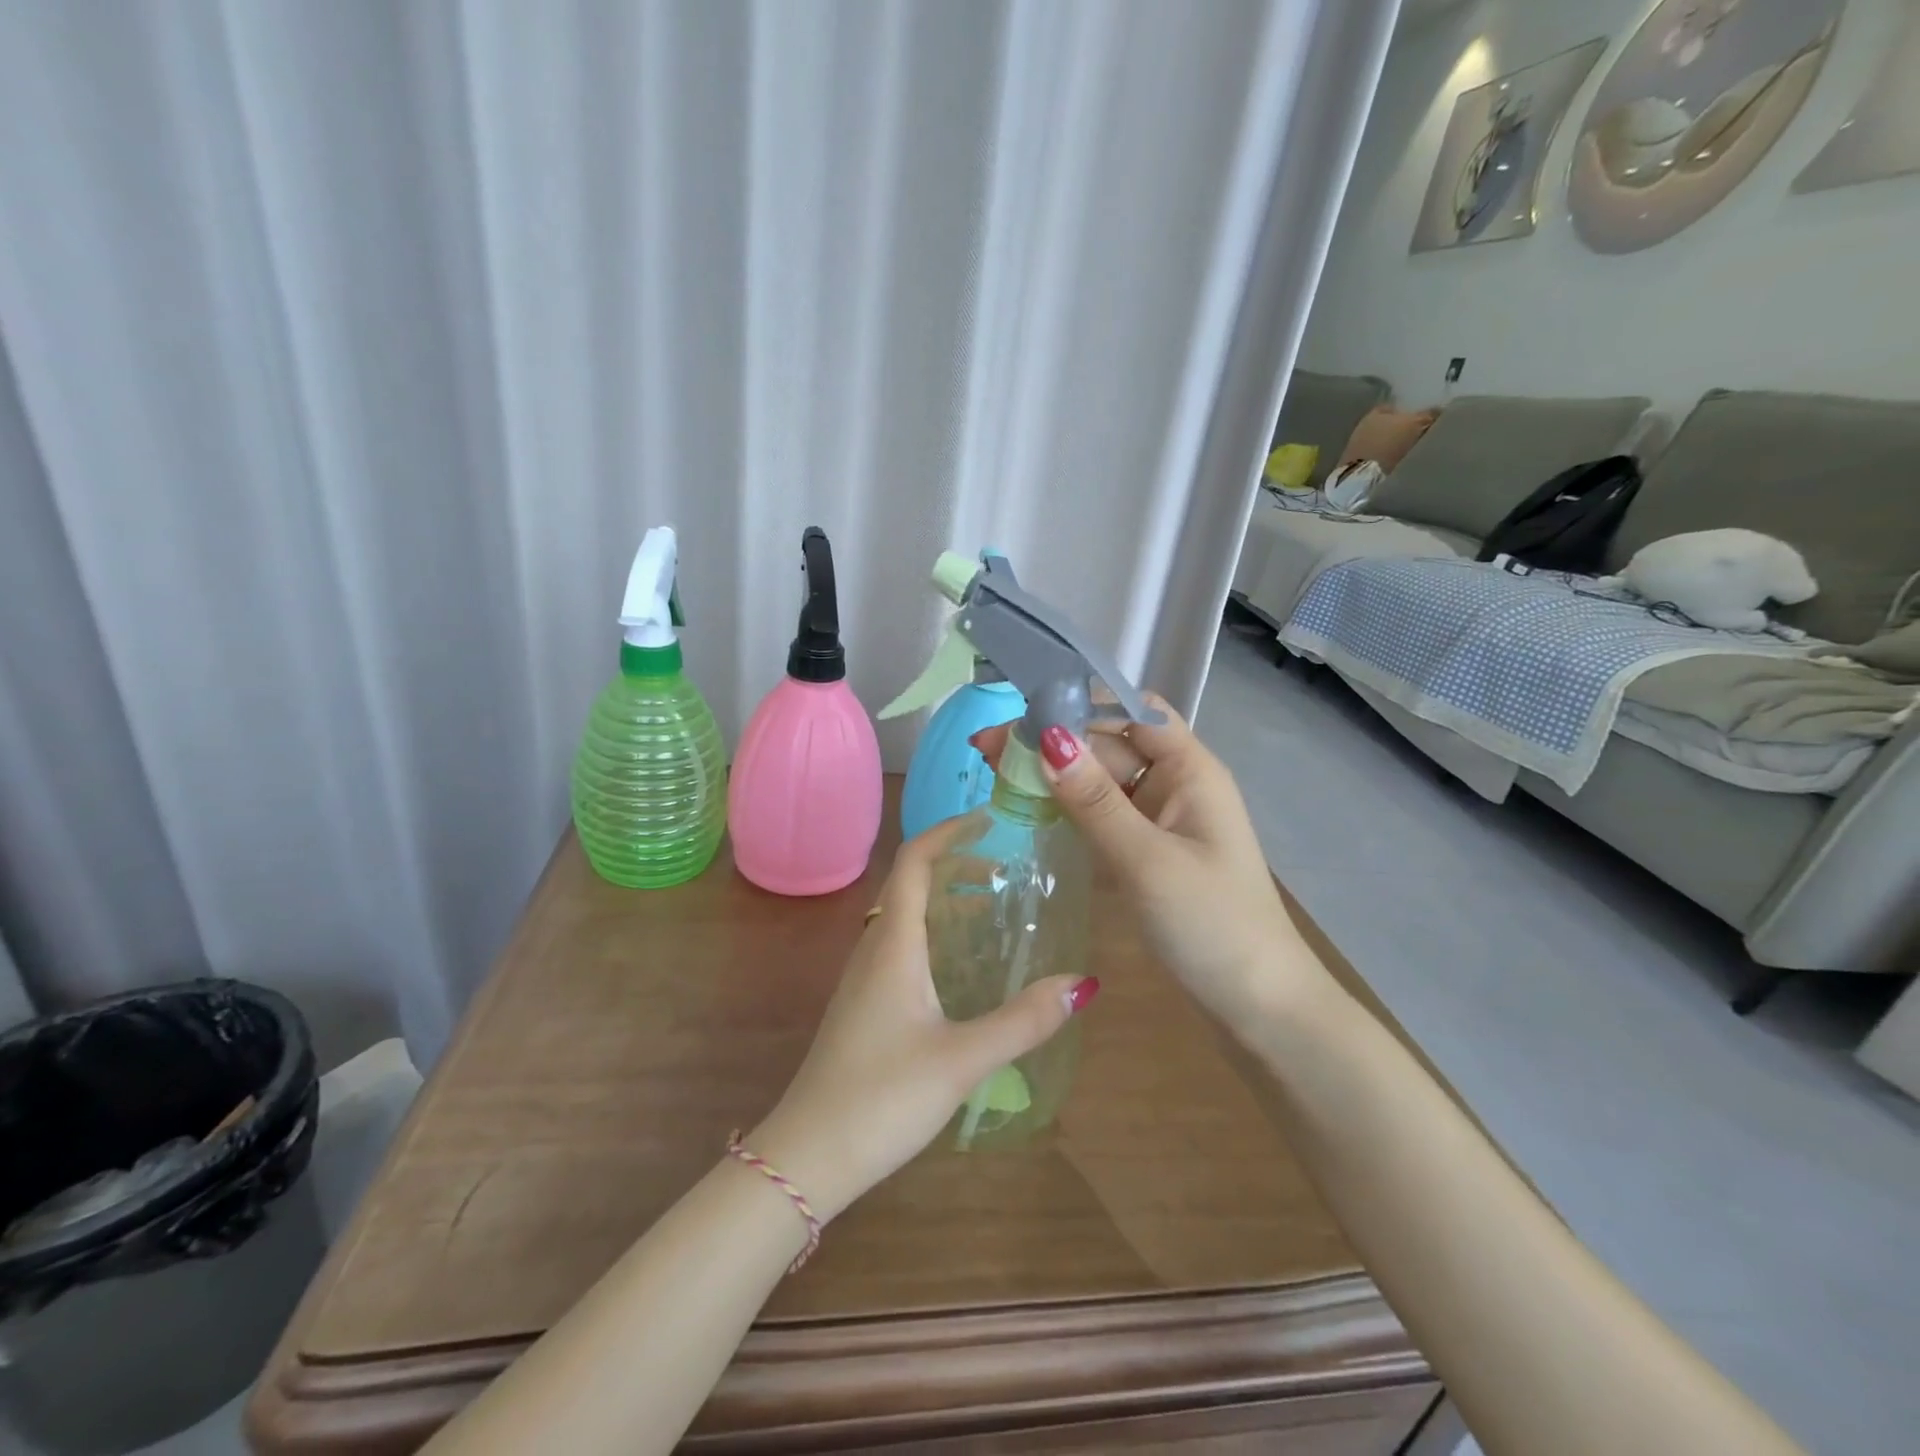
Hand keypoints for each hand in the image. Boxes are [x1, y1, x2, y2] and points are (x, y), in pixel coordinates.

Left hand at [747, 823, 1097, 1222]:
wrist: (808, 1154)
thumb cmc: (882, 1097)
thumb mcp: (963, 1059)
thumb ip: (1023, 1021)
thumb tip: (1082, 983)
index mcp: (894, 945)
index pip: (914, 863)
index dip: (948, 833)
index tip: (988, 822)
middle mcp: (874, 949)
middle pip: (910, 884)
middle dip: (954, 865)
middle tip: (1003, 871)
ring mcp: (863, 978)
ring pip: (903, 916)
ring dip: (944, 900)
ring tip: (991, 909)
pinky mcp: (863, 1005)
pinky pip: (899, 945)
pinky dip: (933, 932)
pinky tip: (960, 967)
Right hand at [970, 699, 1312, 1025]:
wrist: (1258, 1006)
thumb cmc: (1211, 925)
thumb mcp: (1147, 860)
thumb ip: (1095, 801)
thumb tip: (1048, 739)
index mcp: (1190, 771)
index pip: (1134, 712)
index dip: (1082, 703)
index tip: (1025, 713)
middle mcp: (1175, 785)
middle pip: (1109, 745)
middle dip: (1053, 742)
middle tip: (986, 749)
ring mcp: (1160, 821)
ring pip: (1100, 781)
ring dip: (1053, 775)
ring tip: (994, 773)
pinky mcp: (1146, 852)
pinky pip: (1101, 816)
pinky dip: (1067, 809)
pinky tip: (1028, 809)